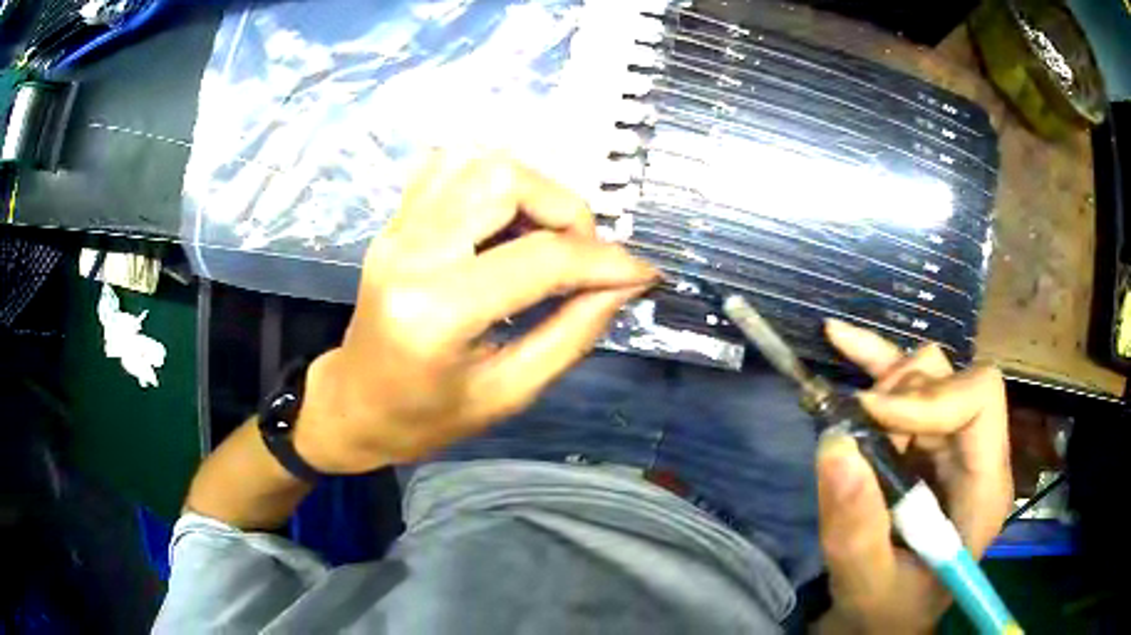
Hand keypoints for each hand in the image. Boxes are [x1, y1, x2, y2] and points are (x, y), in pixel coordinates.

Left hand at [293, 151, 657, 473]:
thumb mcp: (508, 394)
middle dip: (566, 211)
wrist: (354, 405)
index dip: (605, 262)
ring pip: (478, 161)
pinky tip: (503, 220)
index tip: (641, 274)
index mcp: (436, 311)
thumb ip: (573, 333)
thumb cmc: (426, 419)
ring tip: (544, 238)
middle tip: (580, 257)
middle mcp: (411, 252)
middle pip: (505, 180)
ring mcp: (396, 229)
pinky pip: (448, 166)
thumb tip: (624, 284)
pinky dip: (491, 179)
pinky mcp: (393, 222)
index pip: (540, 258)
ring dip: (531, 190)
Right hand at [813, 320, 1012, 633]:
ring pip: (928, 374)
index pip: (981, 400)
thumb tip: (834, 444)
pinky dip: (874, 361)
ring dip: (883, 386)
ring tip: (848, 418)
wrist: (885, 619)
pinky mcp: (926, 442)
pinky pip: (905, 386)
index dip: (930, 398)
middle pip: (952, 379)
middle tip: (854, 429)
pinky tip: (840, 339)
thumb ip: (856, 530)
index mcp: (985, 488)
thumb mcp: (868, 585)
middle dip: (899, 395)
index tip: (872, 419)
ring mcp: (952, 444)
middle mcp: (977, 454)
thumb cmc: (887, 612)